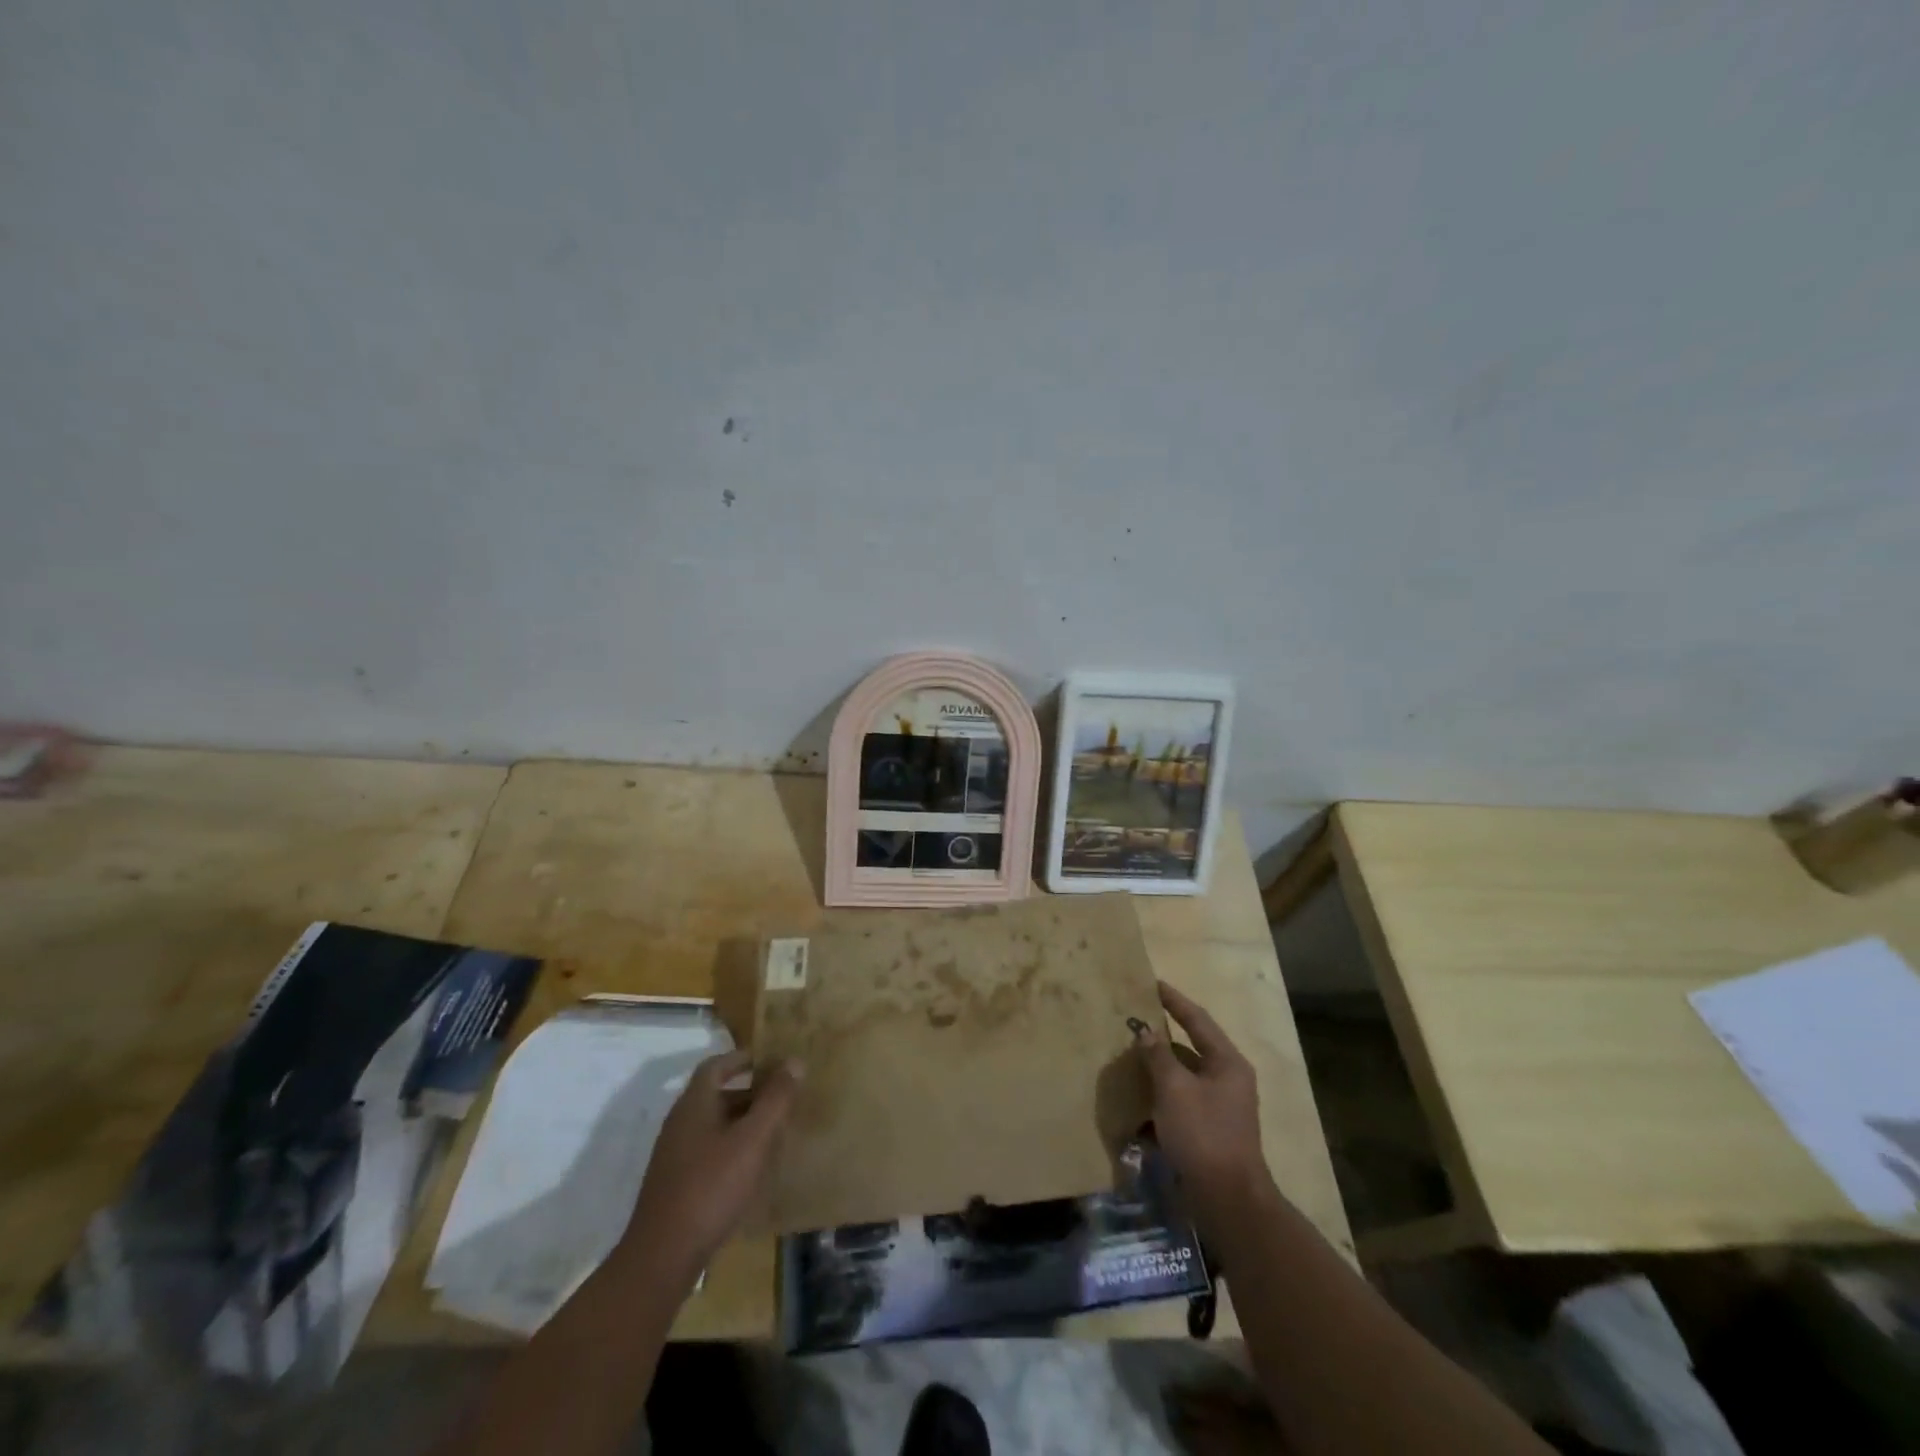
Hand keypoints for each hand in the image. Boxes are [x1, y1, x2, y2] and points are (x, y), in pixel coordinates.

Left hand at [623, 1050, 802, 1276]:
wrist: (662, 1257)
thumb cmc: (711, 1187)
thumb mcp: (752, 1140)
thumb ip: (775, 1100)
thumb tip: (794, 1061)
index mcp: (694, 1104)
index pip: (716, 1065)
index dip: (743, 1058)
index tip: (771, 1061)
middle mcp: (680, 1122)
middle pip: (716, 1094)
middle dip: (750, 1092)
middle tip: (782, 1097)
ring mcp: (674, 1155)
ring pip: (713, 1124)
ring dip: (742, 1121)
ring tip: (774, 1131)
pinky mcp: (676, 1183)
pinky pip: (708, 1150)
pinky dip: (731, 1147)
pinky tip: (751, 1167)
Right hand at [1136, 982, 1272, 1214]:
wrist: (1227, 1200)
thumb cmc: (1203, 1134)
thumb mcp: (1174, 1089)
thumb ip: (1158, 1056)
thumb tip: (1147, 1032)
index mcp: (1227, 1063)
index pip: (1197, 1020)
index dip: (1174, 1001)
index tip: (1153, 984)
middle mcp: (1228, 1080)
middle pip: (1191, 1047)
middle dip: (1163, 1037)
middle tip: (1136, 1021)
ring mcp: (1220, 1107)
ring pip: (1184, 1077)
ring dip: (1159, 1069)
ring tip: (1131, 1058)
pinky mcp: (1209, 1131)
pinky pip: (1181, 1103)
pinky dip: (1161, 1099)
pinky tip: (1137, 1102)